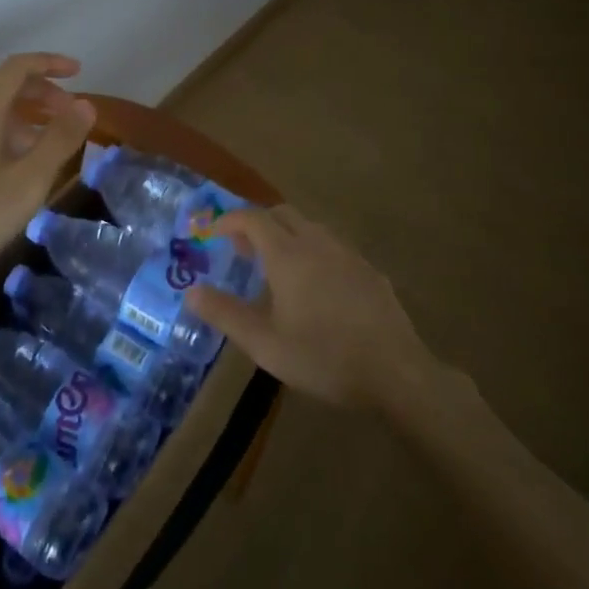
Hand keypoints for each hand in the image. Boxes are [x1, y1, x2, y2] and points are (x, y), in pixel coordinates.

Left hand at [0, 53, 95, 293]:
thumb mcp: (30, 178)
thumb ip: (60, 138)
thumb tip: (86, 104)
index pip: (18, 67)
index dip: (50, 63)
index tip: (79, 73)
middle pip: (6, 84)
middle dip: (43, 92)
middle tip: (71, 113)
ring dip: (28, 114)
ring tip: (53, 142)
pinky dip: (11, 131)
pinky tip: (23, 163)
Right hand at [186, 205, 439, 411]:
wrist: (396, 373)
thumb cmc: (323, 357)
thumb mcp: (265, 344)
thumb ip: (225, 314)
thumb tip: (191, 292)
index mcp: (287, 255)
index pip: (252, 219)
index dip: (228, 221)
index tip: (213, 233)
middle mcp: (316, 243)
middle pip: (282, 214)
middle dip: (257, 224)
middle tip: (243, 250)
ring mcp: (348, 254)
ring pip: (310, 228)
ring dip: (286, 236)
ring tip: (277, 268)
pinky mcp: (369, 271)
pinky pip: (332, 247)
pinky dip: (313, 251)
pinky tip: (316, 286)